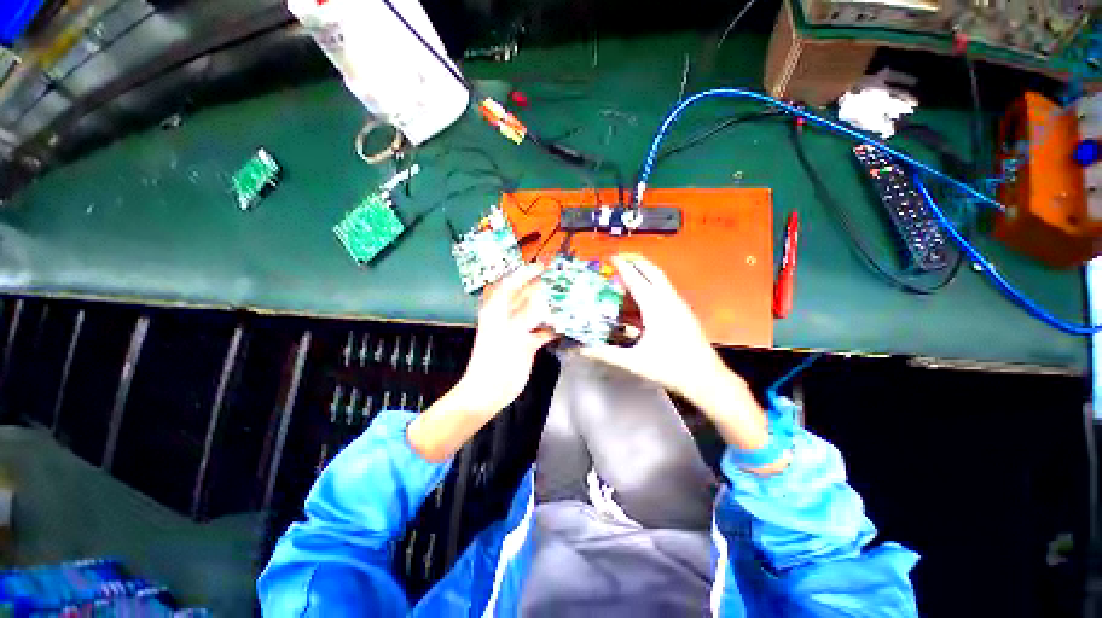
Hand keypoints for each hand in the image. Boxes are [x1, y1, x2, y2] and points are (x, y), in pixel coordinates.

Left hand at [459, 263, 555, 412]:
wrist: (489, 391)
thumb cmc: (495, 361)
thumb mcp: (512, 334)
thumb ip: (528, 315)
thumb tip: (544, 298)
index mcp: (497, 310)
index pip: (510, 285)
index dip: (525, 274)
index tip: (543, 267)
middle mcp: (507, 317)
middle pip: (526, 297)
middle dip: (542, 289)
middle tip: (563, 283)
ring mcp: (518, 331)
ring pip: (535, 313)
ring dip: (550, 308)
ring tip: (569, 300)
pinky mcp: (527, 344)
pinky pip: (542, 331)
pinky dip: (552, 328)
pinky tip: (566, 325)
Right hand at [582, 254, 771, 454]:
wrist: (706, 379)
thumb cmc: (669, 367)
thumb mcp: (633, 361)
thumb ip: (605, 353)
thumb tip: (580, 349)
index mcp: (655, 307)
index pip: (635, 279)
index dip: (622, 266)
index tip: (610, 256)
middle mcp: (668, 299)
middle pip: (652, 270)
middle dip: (636, 260)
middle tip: (619, 258)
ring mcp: (678, 305)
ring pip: (659, 280)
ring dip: (643, 274)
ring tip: (625, 276)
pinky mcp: (682, 312)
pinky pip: (663, 292)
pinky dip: (650, 288)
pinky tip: (639, 302)